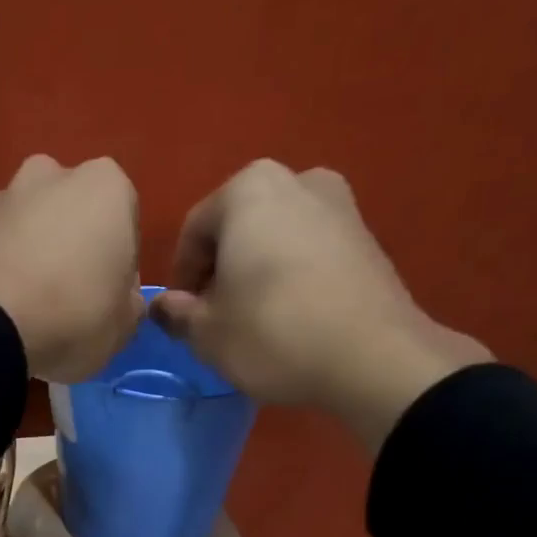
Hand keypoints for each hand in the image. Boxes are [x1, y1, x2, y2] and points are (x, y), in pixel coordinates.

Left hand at [0, 155, 144, 382]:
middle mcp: (50, 175)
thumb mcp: (123, 326)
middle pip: (69, 212)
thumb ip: (128, 304)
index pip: (123, 222)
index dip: (118, 262)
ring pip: (25, 225)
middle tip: (67, 297)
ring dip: (29, 253)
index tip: (107, 296)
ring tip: (26, 306)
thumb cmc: (73, 318)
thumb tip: (119, 299)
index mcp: (105, 187)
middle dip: (69, 244)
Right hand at [154, 161, 491, 449]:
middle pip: (237, 228)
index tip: (183, 316)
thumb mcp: (206, 333)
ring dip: (256, 272)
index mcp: (248, 190)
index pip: (194, 231)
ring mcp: (339, 204)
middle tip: (215, 316)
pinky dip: (291, 275)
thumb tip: (163, 306)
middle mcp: (296, 179)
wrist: (373, 357)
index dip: (181, 278)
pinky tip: (290, 316)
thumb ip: (176, 313)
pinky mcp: (367, 236)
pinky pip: (309, 251)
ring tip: (253, 318)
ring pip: (275, 238)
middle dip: (220, 270)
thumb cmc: (273, 333)